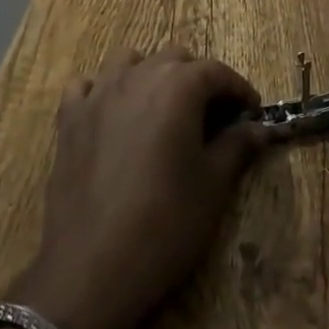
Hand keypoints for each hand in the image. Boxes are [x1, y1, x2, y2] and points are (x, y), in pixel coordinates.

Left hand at [9, 48, 270, 328]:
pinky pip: (86, 86)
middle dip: (198, 79)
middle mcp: (137, 76)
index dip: (239, 89)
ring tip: (162, 110)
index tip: (251, 112)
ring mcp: (98, 94)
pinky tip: (111, 117)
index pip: (217, 72)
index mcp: (178, 87)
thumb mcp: (213, 187)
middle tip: (212, 117)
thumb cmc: (164, 225)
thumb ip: (237, 146)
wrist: (91, 269)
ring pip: (129, 62)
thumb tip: (259, 128)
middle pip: (175, 59)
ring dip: (151, 75)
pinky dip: (102, 91)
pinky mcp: (69, 119)